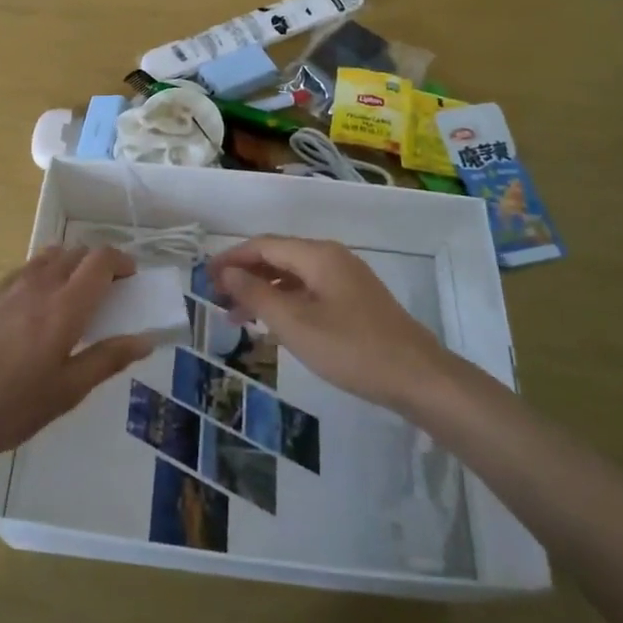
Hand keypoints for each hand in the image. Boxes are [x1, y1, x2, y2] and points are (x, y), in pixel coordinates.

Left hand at [0, 246, 153, 469]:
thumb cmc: (5, 407)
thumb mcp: (64, 394)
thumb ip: (105, 360)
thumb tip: (145, 339)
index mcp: (63, 307)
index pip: (100, 260)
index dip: (120, 260)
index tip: (131, 277)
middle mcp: (37, 285)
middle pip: (75, 252)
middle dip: (98, 262)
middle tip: (108, 290)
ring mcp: (7, 286)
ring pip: (47, 256)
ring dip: (69, 264)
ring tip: (73, 296)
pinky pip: (24, 270)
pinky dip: (42, 275)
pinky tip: (34, 309)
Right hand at [212, 236, 450, 411]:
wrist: (418, 377)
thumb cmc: (351, 348)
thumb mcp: (295, 323)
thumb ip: (256, 294)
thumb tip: (226, 272)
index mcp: (317, 254)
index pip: (262, 245)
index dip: (230, 259)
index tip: (204, 279)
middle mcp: (331, 257)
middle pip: (277, 256)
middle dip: (244, 275)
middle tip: (217, 300)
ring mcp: (346, 278)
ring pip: (293, 275)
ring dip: (263, 290)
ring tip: (237, 318)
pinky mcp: (355, 300)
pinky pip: (309, 290)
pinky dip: (285, 300)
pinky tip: (274, 323)